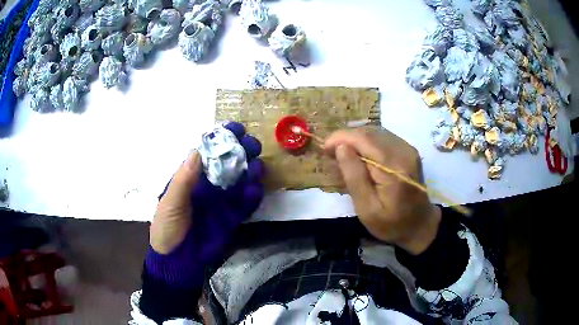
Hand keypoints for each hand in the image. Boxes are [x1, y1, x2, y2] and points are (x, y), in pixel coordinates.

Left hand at [146, 122, 264, 287]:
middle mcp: (209, 185)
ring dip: (251, 172)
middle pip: (228, 163)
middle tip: (252, 146)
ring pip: (240, 181)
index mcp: (192, 178)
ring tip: (257, 167)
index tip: (235, 130)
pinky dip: (253, 196)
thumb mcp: (170, 203)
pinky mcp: (232, 218)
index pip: (208, 153)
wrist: (177, 261)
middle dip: (241, 152)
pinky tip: (256, 190)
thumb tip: (197, 151)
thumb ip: (184, 180)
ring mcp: (222, 201)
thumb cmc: (168, 228)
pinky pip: (245, 204)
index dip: (221, 140)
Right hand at [324, 127, 440, 254]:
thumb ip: (354, 177)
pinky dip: (367, 142)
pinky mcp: (408, 150)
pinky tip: (360, 155)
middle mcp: (403, 151)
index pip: (363, 139)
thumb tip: (341, 148)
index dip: (341, 138)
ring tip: (343, 154)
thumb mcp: (367, 208)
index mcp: (394, 166)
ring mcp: (408, 148)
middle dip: (346, 138)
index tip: (324, 148)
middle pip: (369, 132)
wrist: (420, 225)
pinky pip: (383, 137)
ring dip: (356, 139)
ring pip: (375, 132)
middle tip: (330, 153)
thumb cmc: (391, 223)